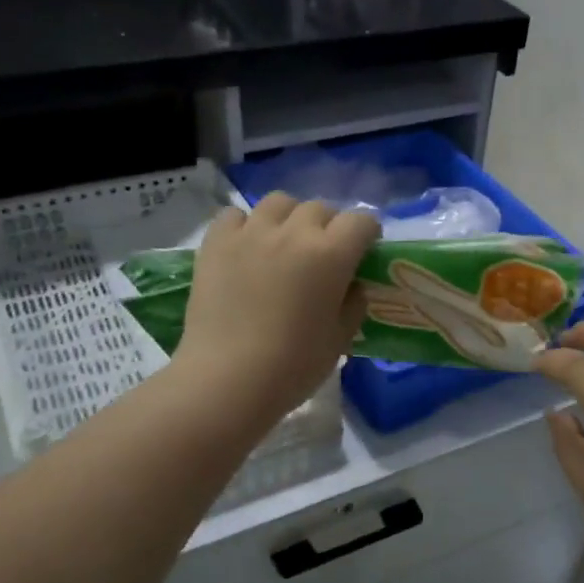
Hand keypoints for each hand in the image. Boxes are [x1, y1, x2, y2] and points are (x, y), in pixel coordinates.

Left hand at [176, 195, 380, 427]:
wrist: (227, 379)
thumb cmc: (293, 366)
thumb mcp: (340, 340)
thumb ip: (353, 304)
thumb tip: (352, 286)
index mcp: (331, 254)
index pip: (362, 221)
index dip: (367, 236)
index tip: (363, 254)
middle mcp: (293, 232)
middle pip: (320, 208)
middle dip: (329, 227)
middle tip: (323, 256)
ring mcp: (251, 233)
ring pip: (279, 203)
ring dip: (289, 218)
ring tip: (284, 244)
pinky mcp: (216, 242)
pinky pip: (235, 216)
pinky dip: (246, 226)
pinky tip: (246, 249)